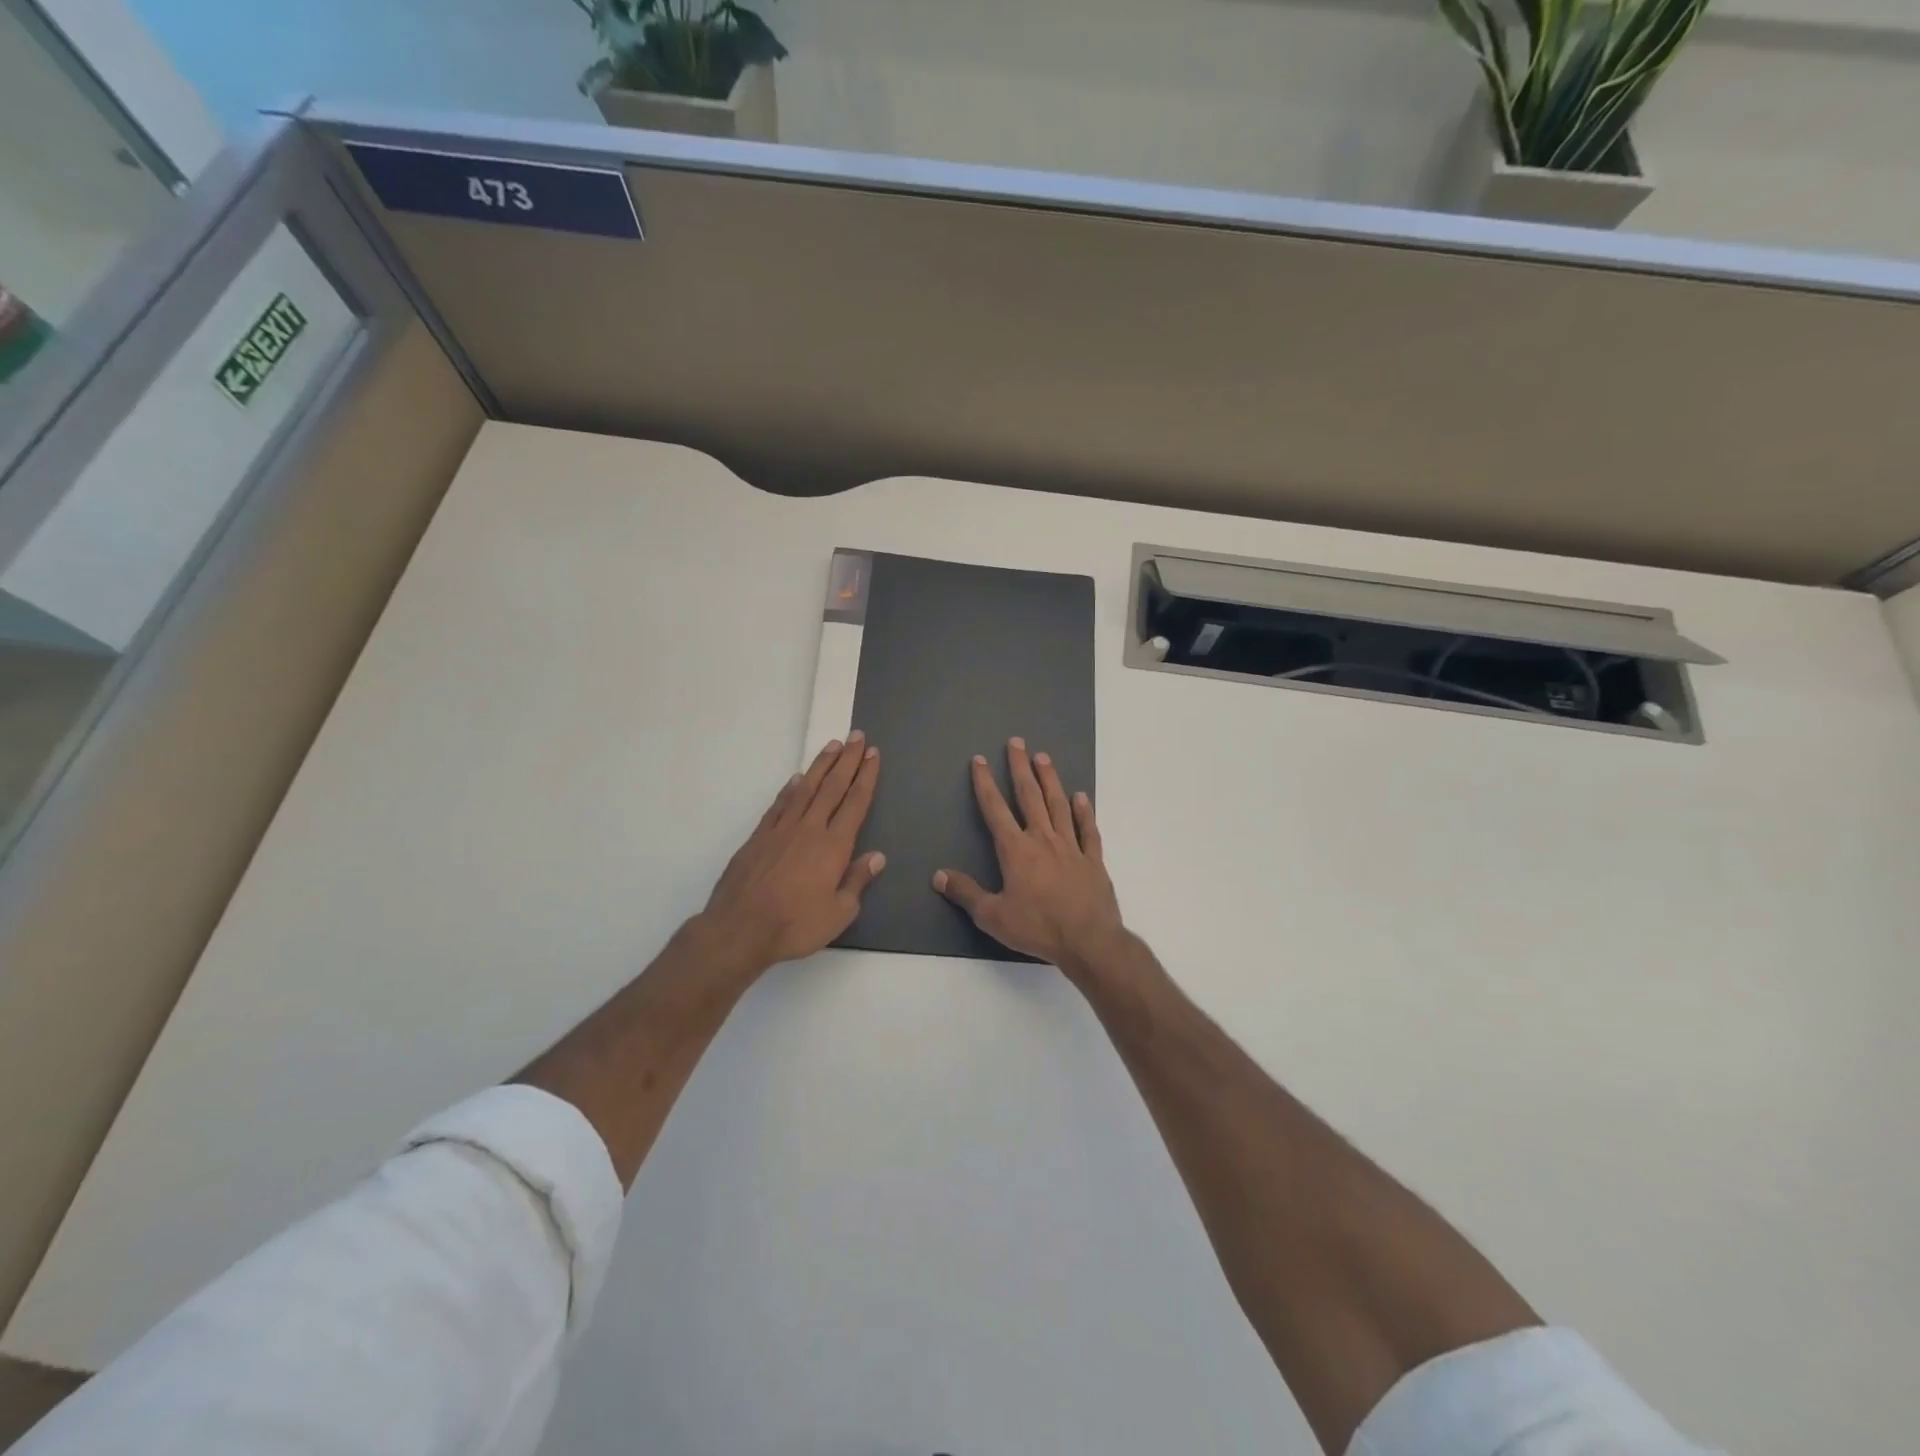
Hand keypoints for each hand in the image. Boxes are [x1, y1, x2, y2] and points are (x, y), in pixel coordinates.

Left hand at [696, 733, 884, 973]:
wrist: (740, 928)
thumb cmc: (795, 925)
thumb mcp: (839, 913)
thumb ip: (857, 881)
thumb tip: (877, 856)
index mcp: (834, 846)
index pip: (855, 803)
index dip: (866, 777)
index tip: (872, 755)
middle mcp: (809, 829)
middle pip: (833, 787)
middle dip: (847, 760)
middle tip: (857, 736)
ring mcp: (781, 830)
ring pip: (806, 789)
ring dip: (821, 765)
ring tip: (832, 745)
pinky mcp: (759, 836)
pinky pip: (779, 804)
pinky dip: (791, 788)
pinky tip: (798, 779)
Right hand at [933, 737, 1125, 971]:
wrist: (1089, 941)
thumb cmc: (1038, 928)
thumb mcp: (993, 916)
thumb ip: (966, 893)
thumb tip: (938, 875)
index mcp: (1016, 850)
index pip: (995, 809)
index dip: (985, 783)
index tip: (980, 760)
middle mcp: (1043, 839)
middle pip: (1029, 796)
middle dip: (1020, 768)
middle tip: (1016, 742)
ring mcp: (1071, 847)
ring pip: (1059, 805)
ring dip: (1050, 780)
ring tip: (1043, 757)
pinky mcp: (1093, 859)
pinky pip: (1088, 830)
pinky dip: (1084, 812)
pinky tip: (1081, 797)